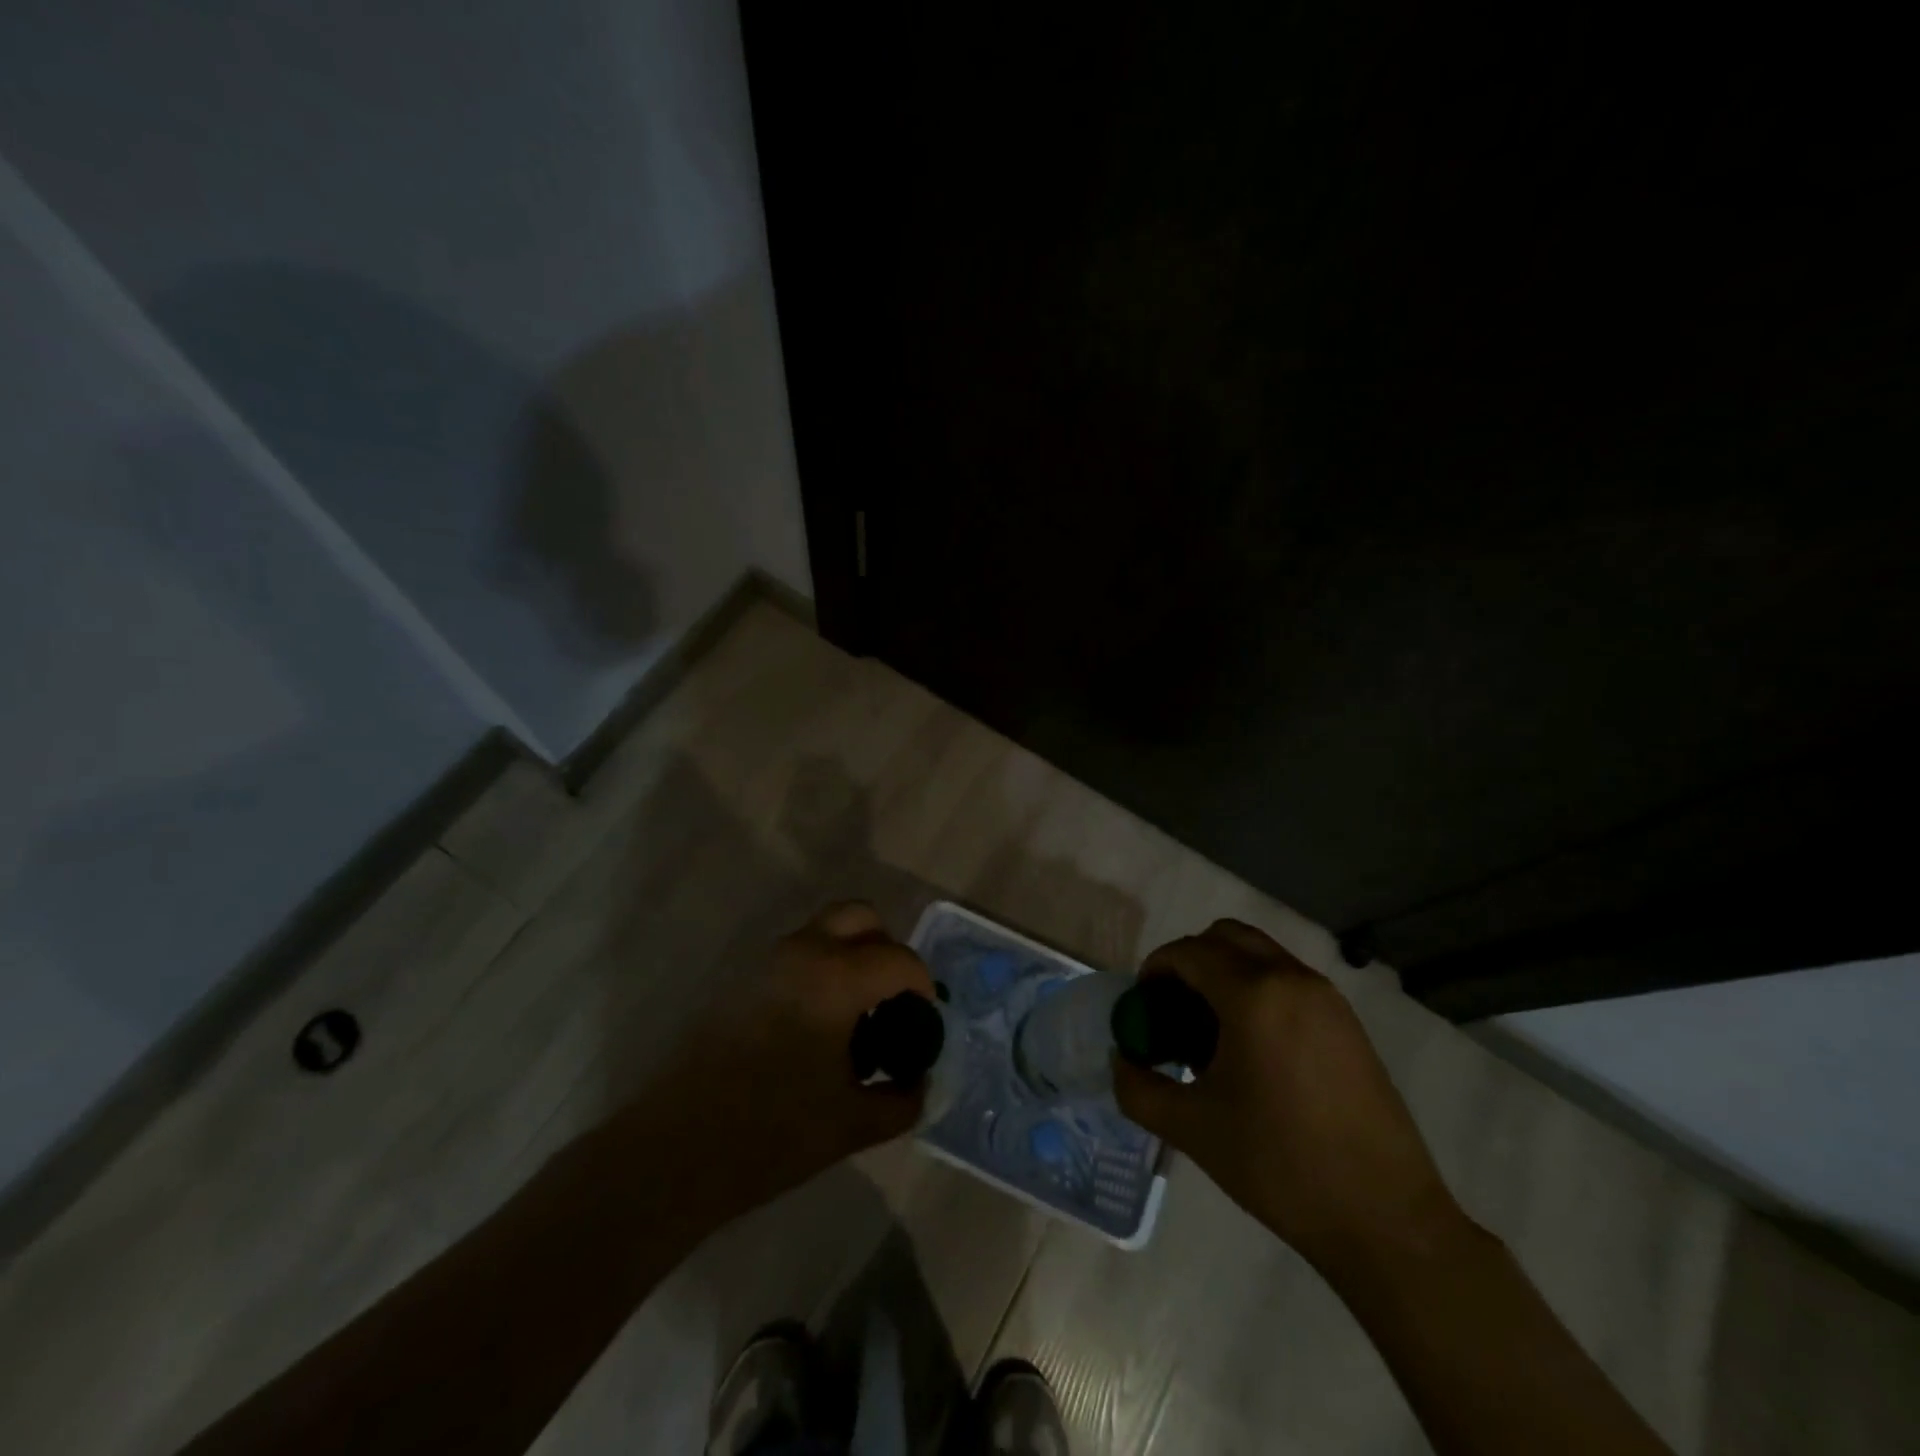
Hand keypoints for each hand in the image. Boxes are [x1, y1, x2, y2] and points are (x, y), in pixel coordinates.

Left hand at [643, 902, 934, 1220]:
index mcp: (835, 978)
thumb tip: (919, 1082)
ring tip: (854, 1015)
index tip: (925, 1017)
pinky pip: (795, 955)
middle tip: (891, 997)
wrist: (676, 1149)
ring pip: (823, 931)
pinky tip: (814, 1028)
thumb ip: (901, 1099)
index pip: (898, 959)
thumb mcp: (853, 1125)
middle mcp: (802, 953)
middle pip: (859, 916)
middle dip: (886, 948)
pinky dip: (819, 970)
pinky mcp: (740, 981)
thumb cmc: (772, 1133)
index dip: (922, 984)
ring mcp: (765, 962)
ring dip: (850, 955)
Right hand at [1113, 920, 1464, 1271]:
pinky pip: (1288, 980)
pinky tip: (1252, 1049)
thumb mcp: (1193, 1129)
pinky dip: (1258, 990)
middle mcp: (1292, 979)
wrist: (1385, 1219)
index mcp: (1253, 995)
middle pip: (1226, 936)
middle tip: (1173, 1007)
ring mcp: (1327, 998)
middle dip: (1190, 961)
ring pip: (1261, 955)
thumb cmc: (1280, 1165)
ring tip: (1210, 1031)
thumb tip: (1122, 1062)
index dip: (1155, 969)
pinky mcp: (1348, 1022)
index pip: (1188, 952)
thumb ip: (1139, 1088)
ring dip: (1225, 973)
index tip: (1142, 1005)